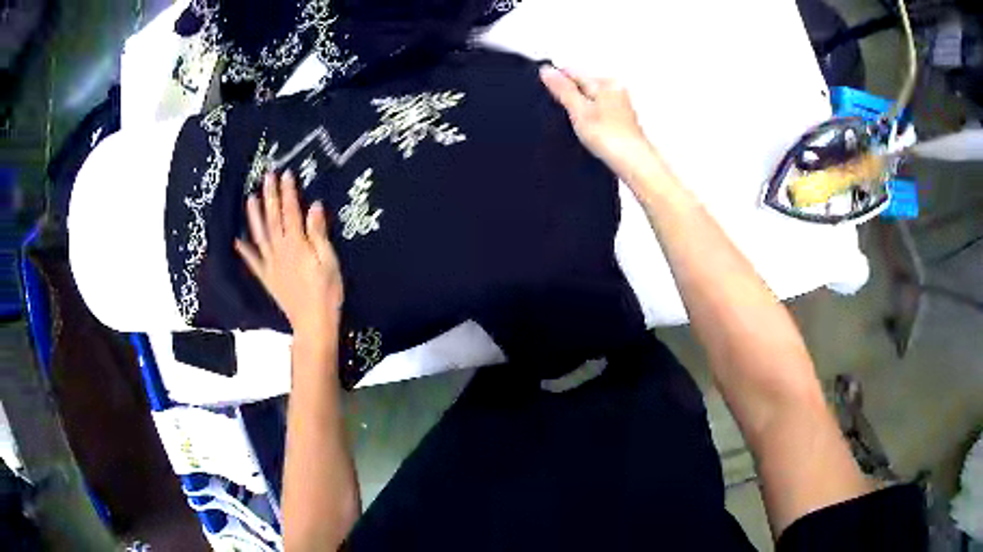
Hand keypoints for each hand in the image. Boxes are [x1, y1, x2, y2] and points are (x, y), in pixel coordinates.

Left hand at [236, 171, 343, 337]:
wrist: (313, 323)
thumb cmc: (327, 291)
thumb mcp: (328, 260)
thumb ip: (318, 233)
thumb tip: (313, 206)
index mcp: (297, 244)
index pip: (291, 212)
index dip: (288, 192)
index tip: (285, 173)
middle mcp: (280, 250)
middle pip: (273, 219)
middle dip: (270, 196)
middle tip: (266, 176)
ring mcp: (271, 264)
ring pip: (260, 235)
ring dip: (254, 216)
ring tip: (250, 198)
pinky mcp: (267, 278)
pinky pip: (254, 262)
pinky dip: (245, 251)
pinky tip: (237, 240)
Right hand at [540, 66, 658, 181]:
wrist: (634, 163)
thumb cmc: (612, 139)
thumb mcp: (579, 110)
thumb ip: (563, 89)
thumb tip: (547, 71)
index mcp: (606, 82)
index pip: (573, 71)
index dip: (556, 81)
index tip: (547, 92)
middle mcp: (616, 89)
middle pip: (583, 84)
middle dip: (570, 96)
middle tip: (566, 114)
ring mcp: (621, 104)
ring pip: (591, 99)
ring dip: (581, 110)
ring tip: (581, 126)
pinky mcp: (622, 119)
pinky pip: (599, 112)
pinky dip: (592, 120)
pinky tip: (592, 133)